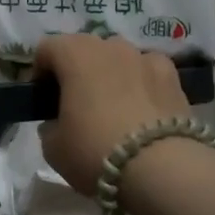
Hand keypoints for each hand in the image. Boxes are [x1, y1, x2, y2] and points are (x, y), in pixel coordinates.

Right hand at [33, 35, 191, 195]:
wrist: (160, 169)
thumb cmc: (94, 151)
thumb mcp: (53, 147)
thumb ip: (51, 125)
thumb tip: (59, 122)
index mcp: (75, 55)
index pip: (46, 48)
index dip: (40, 72)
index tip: (43, 99)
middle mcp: (110, 46)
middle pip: (84, 48)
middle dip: (76, 70)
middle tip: (76, 103)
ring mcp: (145, 57)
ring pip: (119, 57)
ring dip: (110, 73)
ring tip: (112, 106)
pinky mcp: (173, 76)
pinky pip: (148, 70)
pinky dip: (141, 81)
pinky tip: (143, 107)